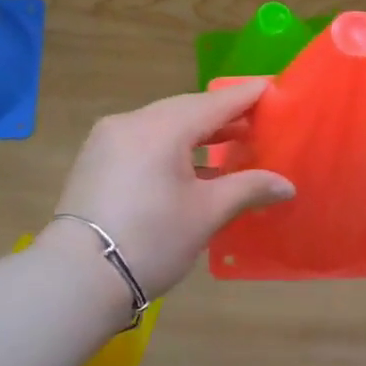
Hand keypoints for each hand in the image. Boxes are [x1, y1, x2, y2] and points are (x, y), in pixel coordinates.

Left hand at [41, 80, 295, 303]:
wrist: (78, 277)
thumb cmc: (152, 239)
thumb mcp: (207, 213)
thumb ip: (248, 189)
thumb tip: (287, 185)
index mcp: (162, 127)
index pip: (214, 103)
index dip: (245, 97)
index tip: (271, 88)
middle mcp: (132, 122)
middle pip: (186, 110)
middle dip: (222, 115)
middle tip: (257, 120)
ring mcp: (108, 140)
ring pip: (162, 125)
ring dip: (197, 133)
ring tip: (232, 143)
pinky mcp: (96, 161)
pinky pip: (144, 141)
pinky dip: (171, 147)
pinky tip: (193, 167)